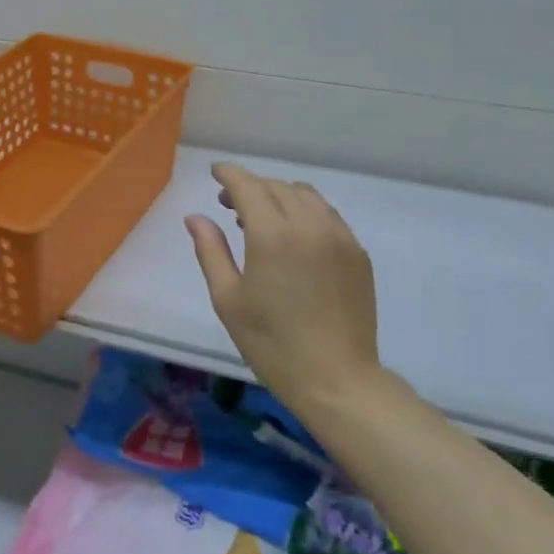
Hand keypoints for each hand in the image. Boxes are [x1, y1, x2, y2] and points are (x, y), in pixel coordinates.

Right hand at [185, 162, 380, 423]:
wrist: (336, 379)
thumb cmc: (272, 342)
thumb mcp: (228, 299)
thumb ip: (211, 250)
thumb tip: (196, 217)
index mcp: (272, 235)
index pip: (248, 186)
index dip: (229, 175)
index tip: (215, 174)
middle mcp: (309, 225)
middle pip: (277, 187)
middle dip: (251, 186)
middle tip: (229, 204)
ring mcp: (339, 237)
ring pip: (306, 196)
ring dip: (279, 196)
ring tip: (261, 219)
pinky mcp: (357, 253)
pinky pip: (327, 215)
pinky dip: (305, 212)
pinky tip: (294, 237)